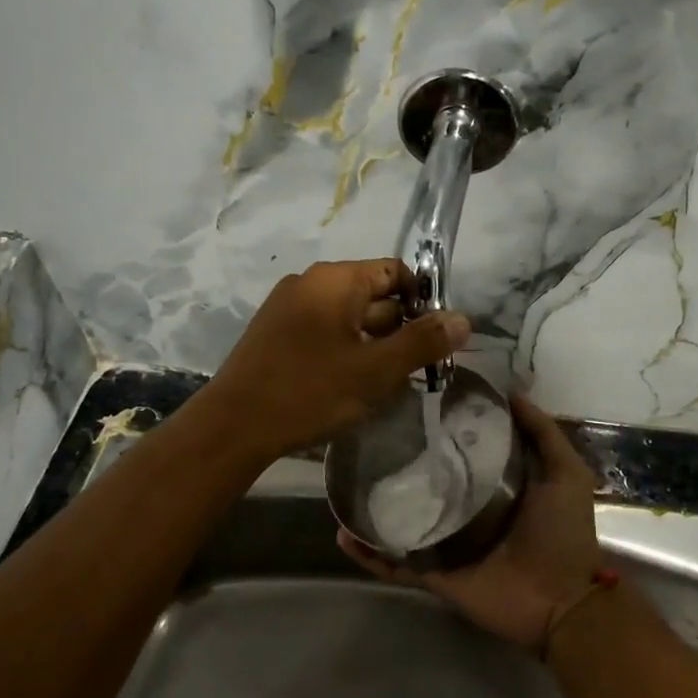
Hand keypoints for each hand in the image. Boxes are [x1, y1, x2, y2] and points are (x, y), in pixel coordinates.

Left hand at [199, 258, 469, 462]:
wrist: (234, 426)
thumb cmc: (310, 391)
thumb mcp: (375, 370)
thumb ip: (422, 343)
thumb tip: (464, 320)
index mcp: (335, 280)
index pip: (395, 272)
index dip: (423, 301)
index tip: (435, 339)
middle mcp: (310, 283)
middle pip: (373, 295)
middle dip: (400, 329)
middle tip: (417, 370)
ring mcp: (288, 307)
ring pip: (349, 317)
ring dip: (374, 344)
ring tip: (387, 382)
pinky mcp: (276, 333)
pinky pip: (325, 331)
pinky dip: (346, 351)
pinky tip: (352, 385)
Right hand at [338, 392, 602, 649]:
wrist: (561, 602)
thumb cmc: (562, 533)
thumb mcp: (565, 472)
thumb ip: (542, 433)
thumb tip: (511, 392)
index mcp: (493, 486)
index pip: (457, 451)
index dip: (438, 429)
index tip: (411, 404)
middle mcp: (465, 510)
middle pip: (424, 483)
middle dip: (396, 466)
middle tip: (365, 440)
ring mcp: (446, 544)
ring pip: (401, 521)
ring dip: (373, 509)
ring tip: (342, 486)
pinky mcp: (433, 574)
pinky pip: (395, 563)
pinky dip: (369, 554)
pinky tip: (344, 535)